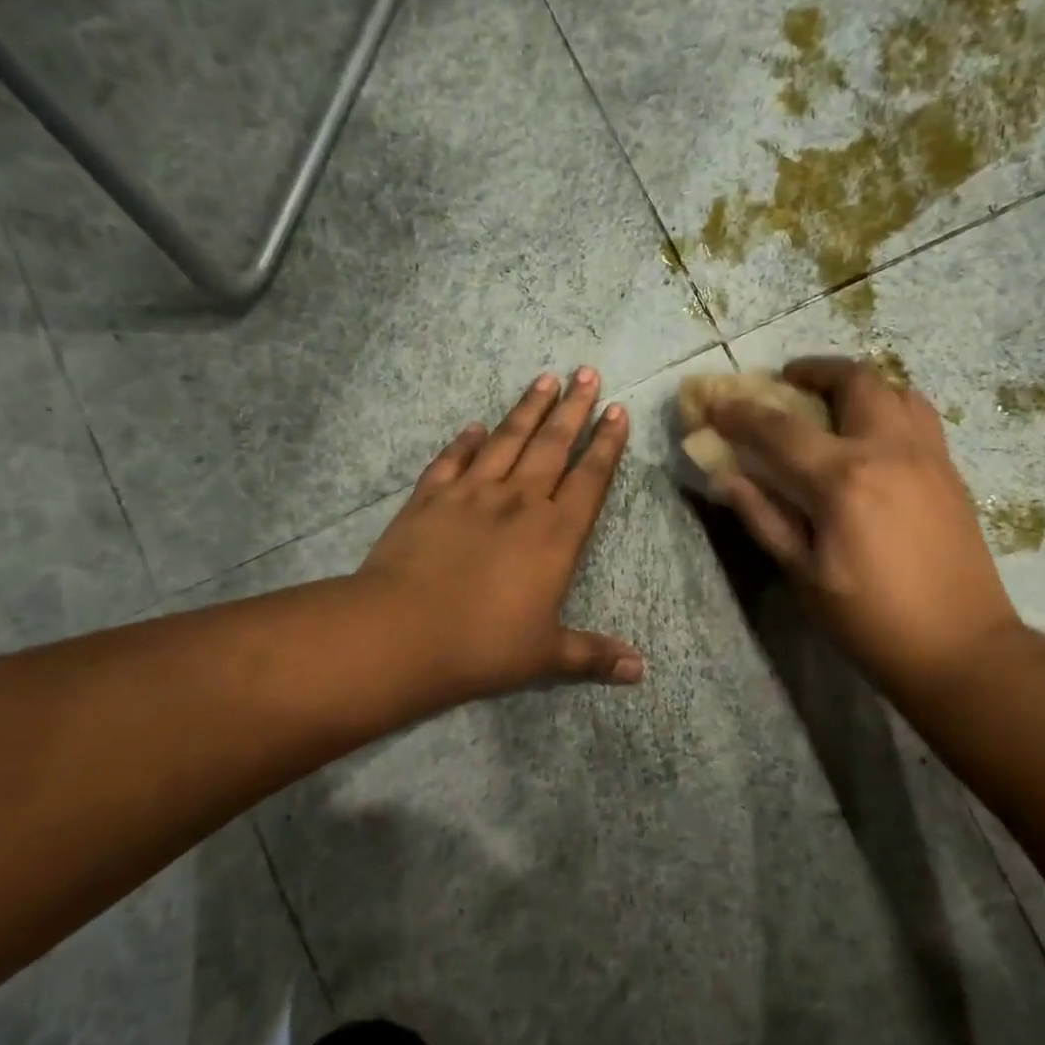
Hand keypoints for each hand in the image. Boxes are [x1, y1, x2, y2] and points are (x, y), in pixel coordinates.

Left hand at [355, 369, 642, 709]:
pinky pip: (453, 460)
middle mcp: (520, 502)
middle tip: (587, 372)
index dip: (606, 445)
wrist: (403, 632)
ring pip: (507, 440)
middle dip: (574, 409)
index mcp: (556, 535)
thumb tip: (641, 671)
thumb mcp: (545, 655)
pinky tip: (475, 425)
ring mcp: (472, 495)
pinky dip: (465, 441)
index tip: (617, 410)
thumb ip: (593, 655)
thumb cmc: (484, 645)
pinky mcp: (430, 498)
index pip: (590, 479)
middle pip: (553, 445)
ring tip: (545, 379)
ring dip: (528, 409)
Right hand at [707, 356, 1020, 698]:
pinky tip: (873, 435)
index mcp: (843, 480)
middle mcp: (889, 450)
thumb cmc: (869, 620)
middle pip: (852, 381)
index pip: (780, 430)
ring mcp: (928, 455)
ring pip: (895, 388)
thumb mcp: (803, 575)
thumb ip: (763, 517)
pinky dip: (888, 405)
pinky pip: (919, 414)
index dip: (741, 414)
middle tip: (787, 382)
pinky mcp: (950, 470)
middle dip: (812, 371)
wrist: (961, 647)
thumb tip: (726, 477)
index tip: (716, 406)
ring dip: (856, 384)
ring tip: (832, 402)